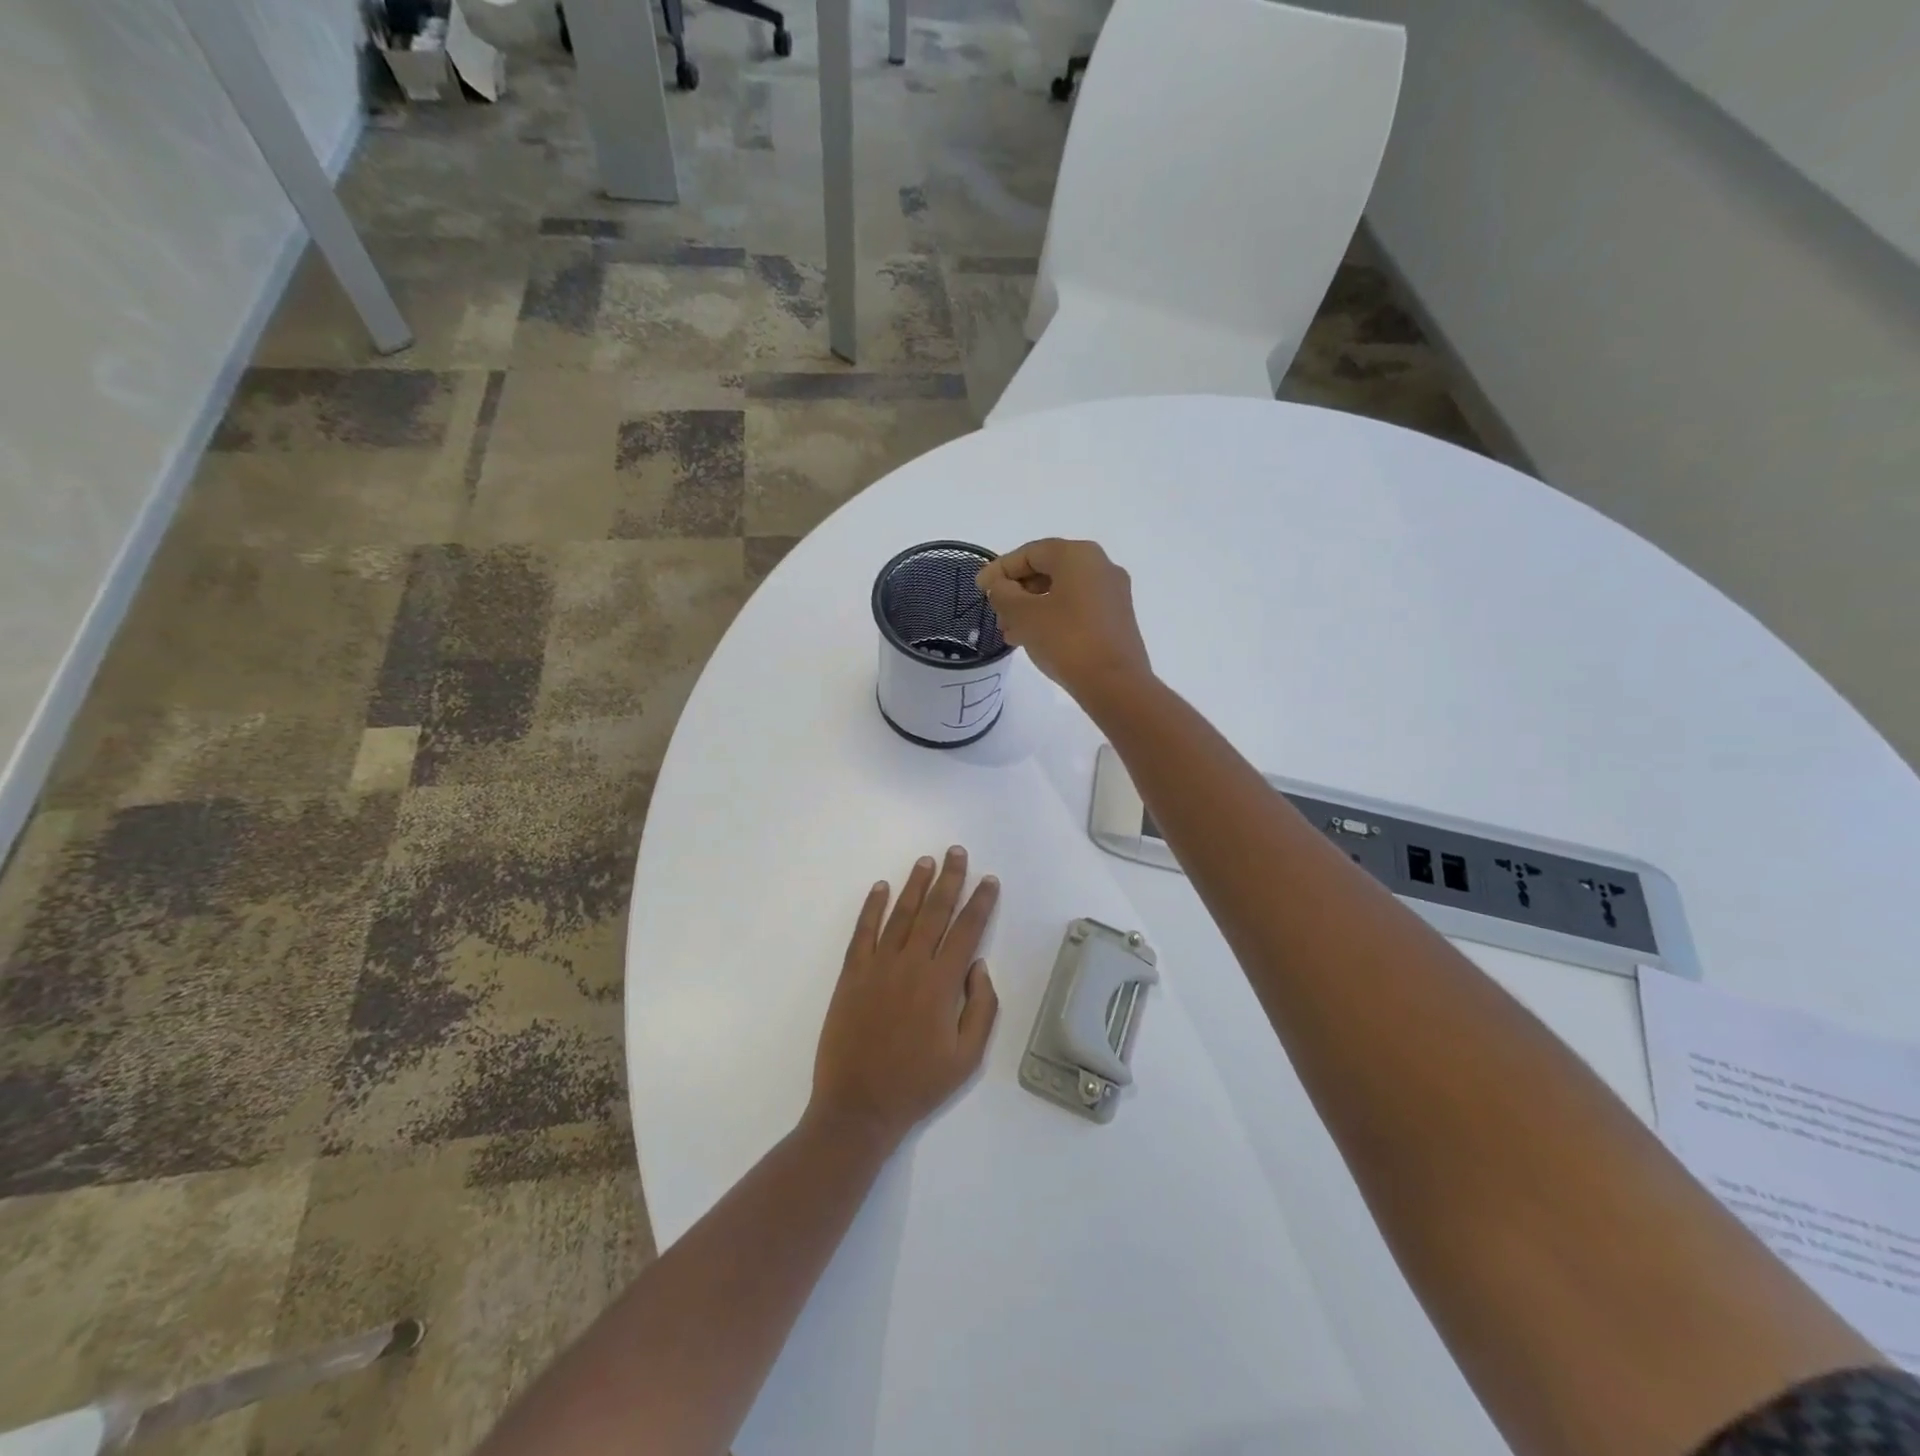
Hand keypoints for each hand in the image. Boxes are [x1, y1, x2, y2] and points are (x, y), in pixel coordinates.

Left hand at [809, 847, 1000, 1148]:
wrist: (858, 1107)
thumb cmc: (918, 1084)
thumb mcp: (967, 1058)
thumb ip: (981, 1008)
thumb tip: (978, 965)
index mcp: (941, 984)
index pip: (967, 930)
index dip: (980, 903)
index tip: (989, 880)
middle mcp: (911, 965)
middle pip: (935, 912)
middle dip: (949, 879)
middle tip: (957, 852)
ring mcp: (877, 966)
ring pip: (901, 914)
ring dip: (915, 885)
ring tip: (926, 861)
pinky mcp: (852, 974)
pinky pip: (863, 931)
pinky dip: (872, 907)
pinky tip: (881, 888)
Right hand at [976, 539, 1151, 698]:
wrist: (1114, 684)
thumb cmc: (1066, 640)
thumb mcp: (1023, 615)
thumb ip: (1003, 593)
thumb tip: (1001, 586)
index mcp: (1078, 555)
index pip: (1030, 552)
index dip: (1000, 568)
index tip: (979, 588)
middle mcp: (1100, 566)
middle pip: (1047, 570)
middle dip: (1016, 591)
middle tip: (995, 613)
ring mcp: (1111, 593)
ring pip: (1061, 592)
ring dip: (1031, 608)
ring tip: (1009, 632)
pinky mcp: (1116, 618)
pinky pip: (1076, 608)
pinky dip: (1051, 618)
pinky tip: (1032, 639)